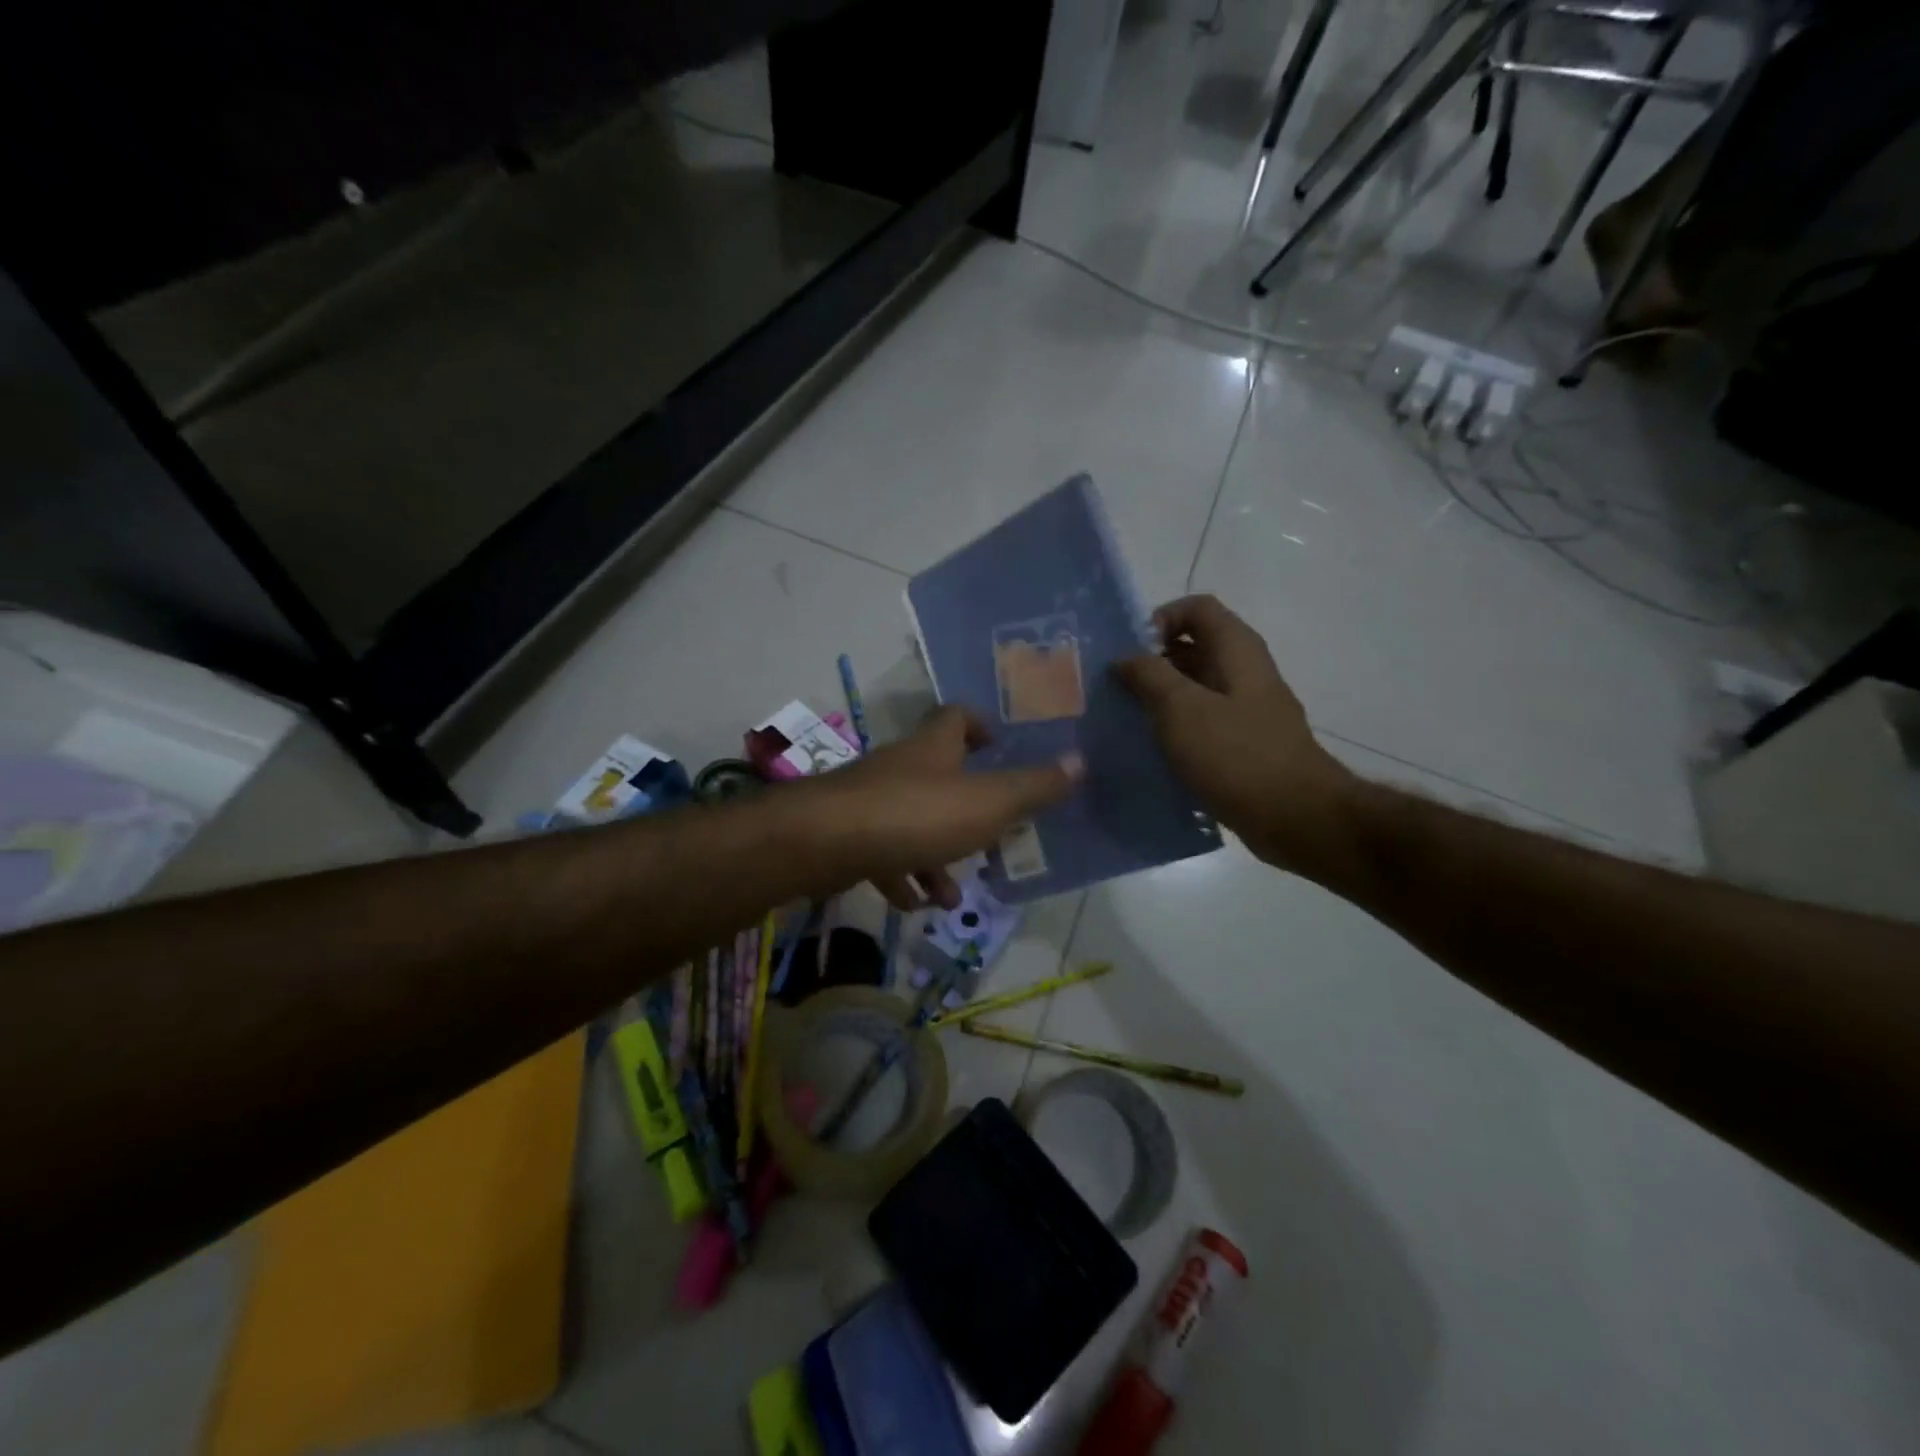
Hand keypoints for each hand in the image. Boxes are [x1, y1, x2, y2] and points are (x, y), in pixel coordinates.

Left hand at [807, 705, 1081, 911]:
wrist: (825, 842)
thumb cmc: (917, 814)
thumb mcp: (989, 802)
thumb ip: (1034, 786)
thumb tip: (1080, 761)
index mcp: (934, 748)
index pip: (956, 717)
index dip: (979, 726)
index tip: (997, 748)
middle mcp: (900, 766)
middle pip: (937, 775)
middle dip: (966, 808)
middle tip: (991, 837)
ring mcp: (870, 800)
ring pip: (911, 822)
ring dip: (935, 856)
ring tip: (953, 897)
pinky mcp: (848, 834)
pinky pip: (882, 852)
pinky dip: (901, 876)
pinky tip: (913, 904)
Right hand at [1114, 595, 1355, 875]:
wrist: (1296, 818)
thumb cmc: (1236, 755)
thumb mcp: (1181, 709)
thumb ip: (1149, 675)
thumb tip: (1125, 657)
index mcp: (1237, 650)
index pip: (1197, 608)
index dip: (1160, 619)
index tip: (1131, 653)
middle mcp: (1244, 672)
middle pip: (1193, 647)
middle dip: (1151, 661)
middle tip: (1115, 688)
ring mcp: (1246, 710)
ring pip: (1194, 687)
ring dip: (1159, 697)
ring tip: (1124, 719)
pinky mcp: (1243, 744)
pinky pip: (1202, 722)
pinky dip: (1175, 728)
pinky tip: (1150, 750)